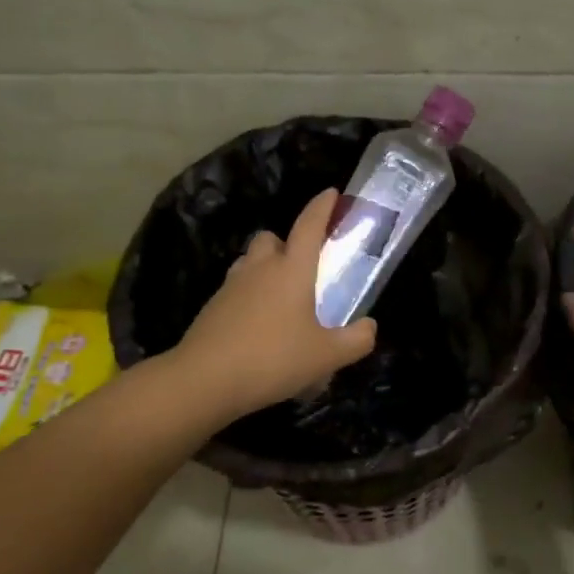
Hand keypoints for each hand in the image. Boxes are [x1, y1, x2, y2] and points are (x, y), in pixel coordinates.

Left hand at [173, 189, 377, 422]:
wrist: (203, 380)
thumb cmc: (273, 359)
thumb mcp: (326, 356)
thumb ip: (356, 340)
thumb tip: (369, 326)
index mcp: (292, 269)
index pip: (309, 226)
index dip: (322, 207)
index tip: (331, 193)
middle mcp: (260, 268)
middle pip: (271, 238)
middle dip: (287, 244)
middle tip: (303, 268)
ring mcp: (231, 286)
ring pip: (250, 262)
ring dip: (265, 269)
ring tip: (281, 299)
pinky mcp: (212, 307)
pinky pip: (236, 290)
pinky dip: (249, 297)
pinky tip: (259, 326)